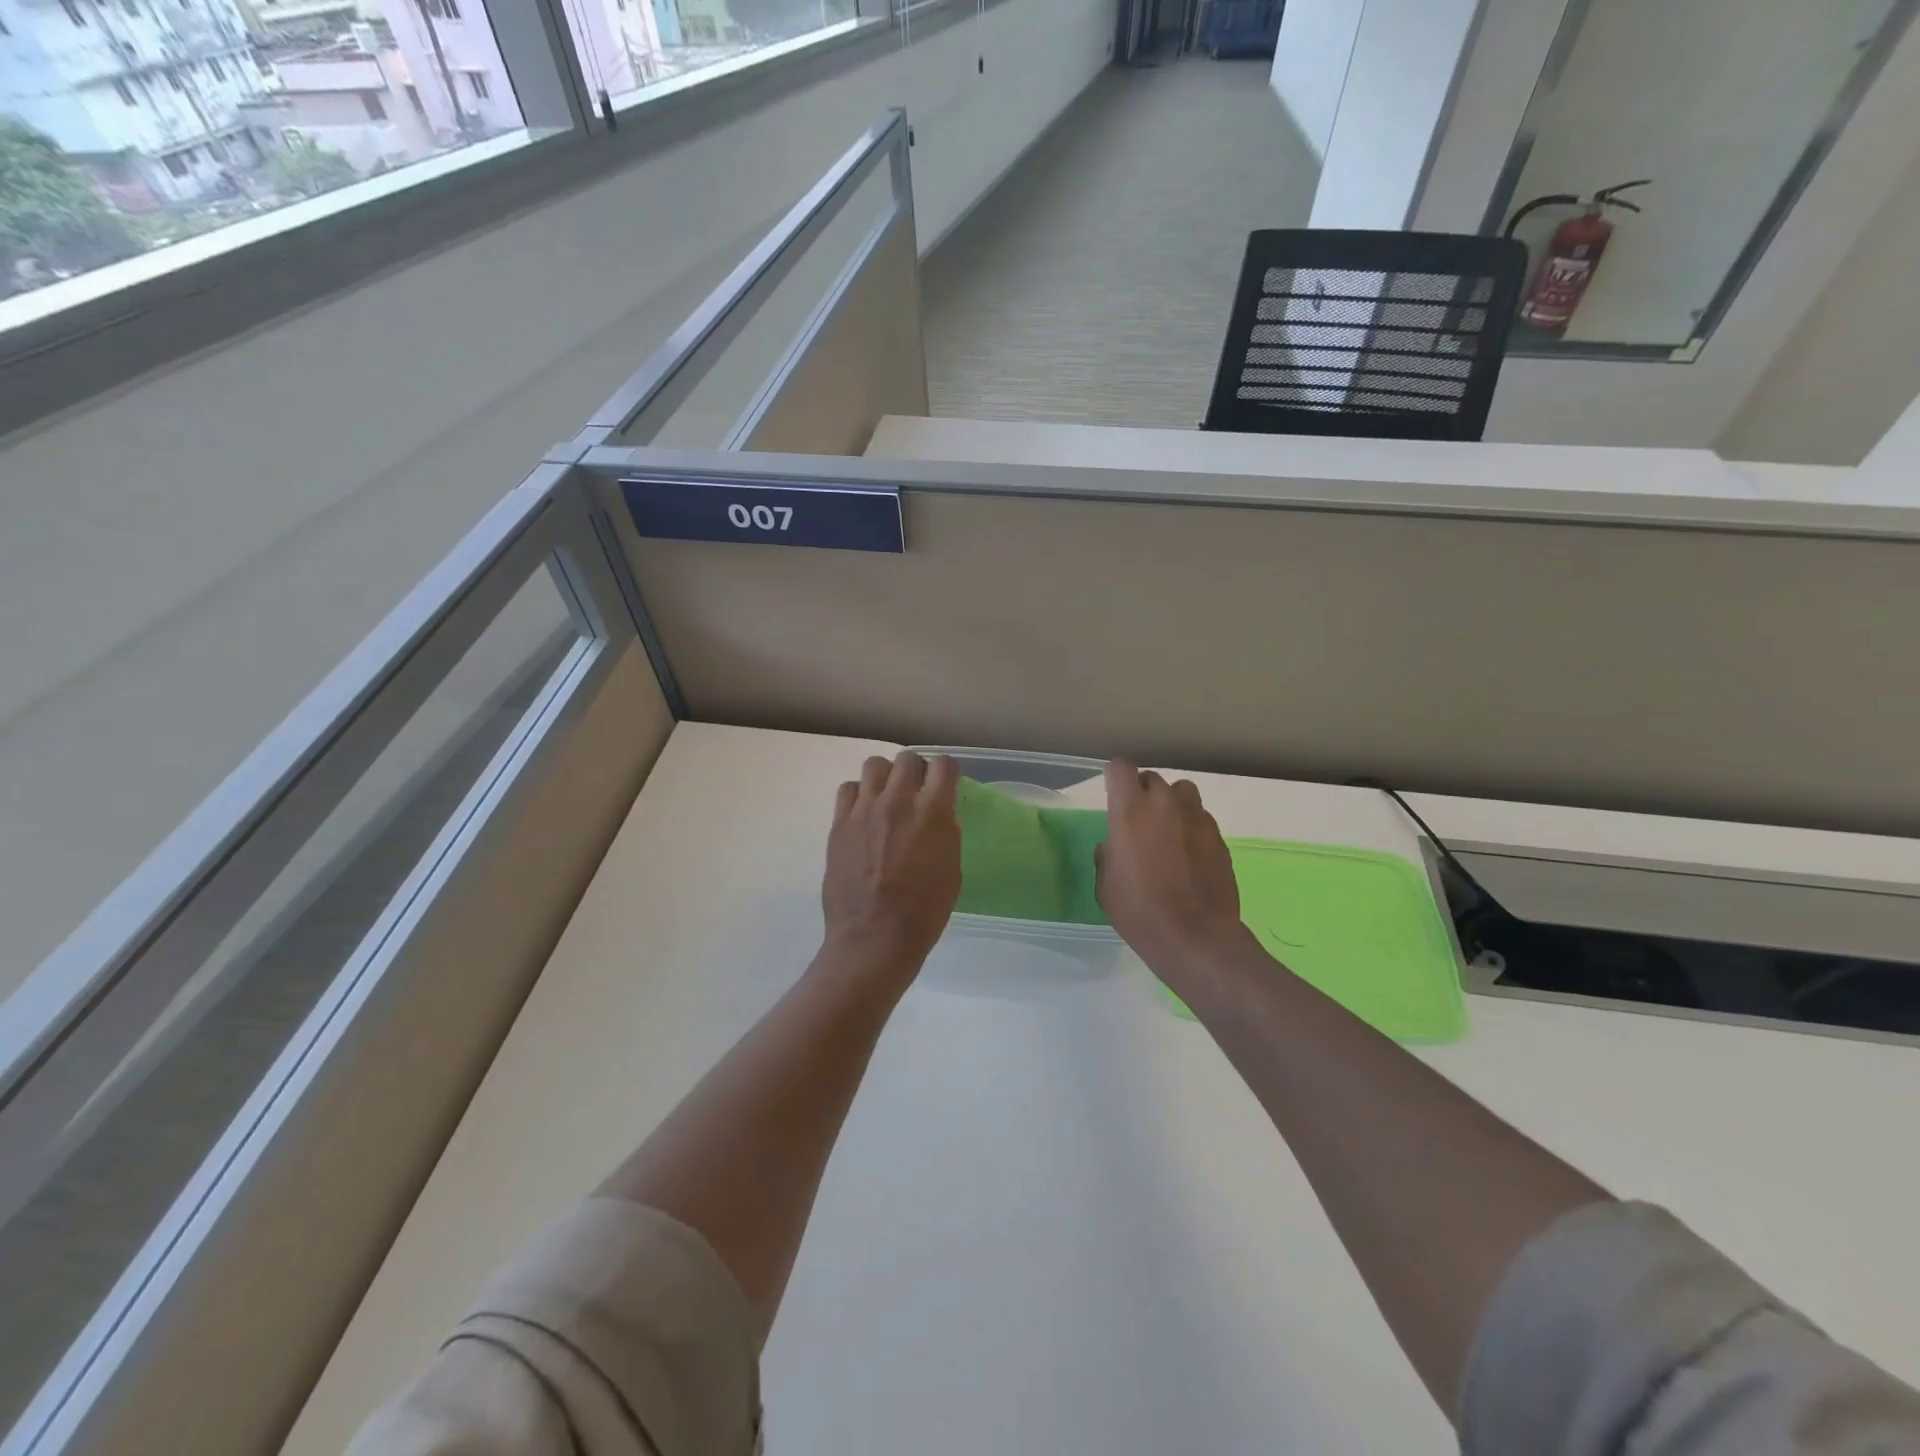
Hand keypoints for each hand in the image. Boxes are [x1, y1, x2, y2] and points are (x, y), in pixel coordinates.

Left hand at [821, 751, 961, 981]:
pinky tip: (864, 814)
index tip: (945, 784)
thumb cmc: (923, 912)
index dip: (946, 771)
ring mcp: (864, 809)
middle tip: (916, 791)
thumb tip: (940, 817)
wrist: (873, 938)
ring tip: (887, 798)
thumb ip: (947, 835)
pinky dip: (859, 795)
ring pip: (874, 765)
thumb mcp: (952, 872)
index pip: (943, 765)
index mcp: (933, 812)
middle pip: (907, 758)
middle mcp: (898, 800)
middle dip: (916, 770)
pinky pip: (848, 789)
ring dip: (886, 777)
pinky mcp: (839, 823)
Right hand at [1096, 759, 1251, 987]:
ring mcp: (1197, 818)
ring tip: (1168, 831)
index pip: (1121, 767)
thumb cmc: (1139, 911)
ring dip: (1172, 804)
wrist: (1195, 937)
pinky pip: (1201, 819)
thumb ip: (1108, 855)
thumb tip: (1114, 846)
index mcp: (1130, 810)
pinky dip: (1192, 828)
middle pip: (1153, 778)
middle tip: (1139, 821)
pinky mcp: (1219, 837)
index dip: (1116, 777)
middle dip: (1143, 793)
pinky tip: (1189, 856)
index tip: (1113, 795)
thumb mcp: (1106, 886)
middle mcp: (1164, 804)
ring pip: (1182, 792)